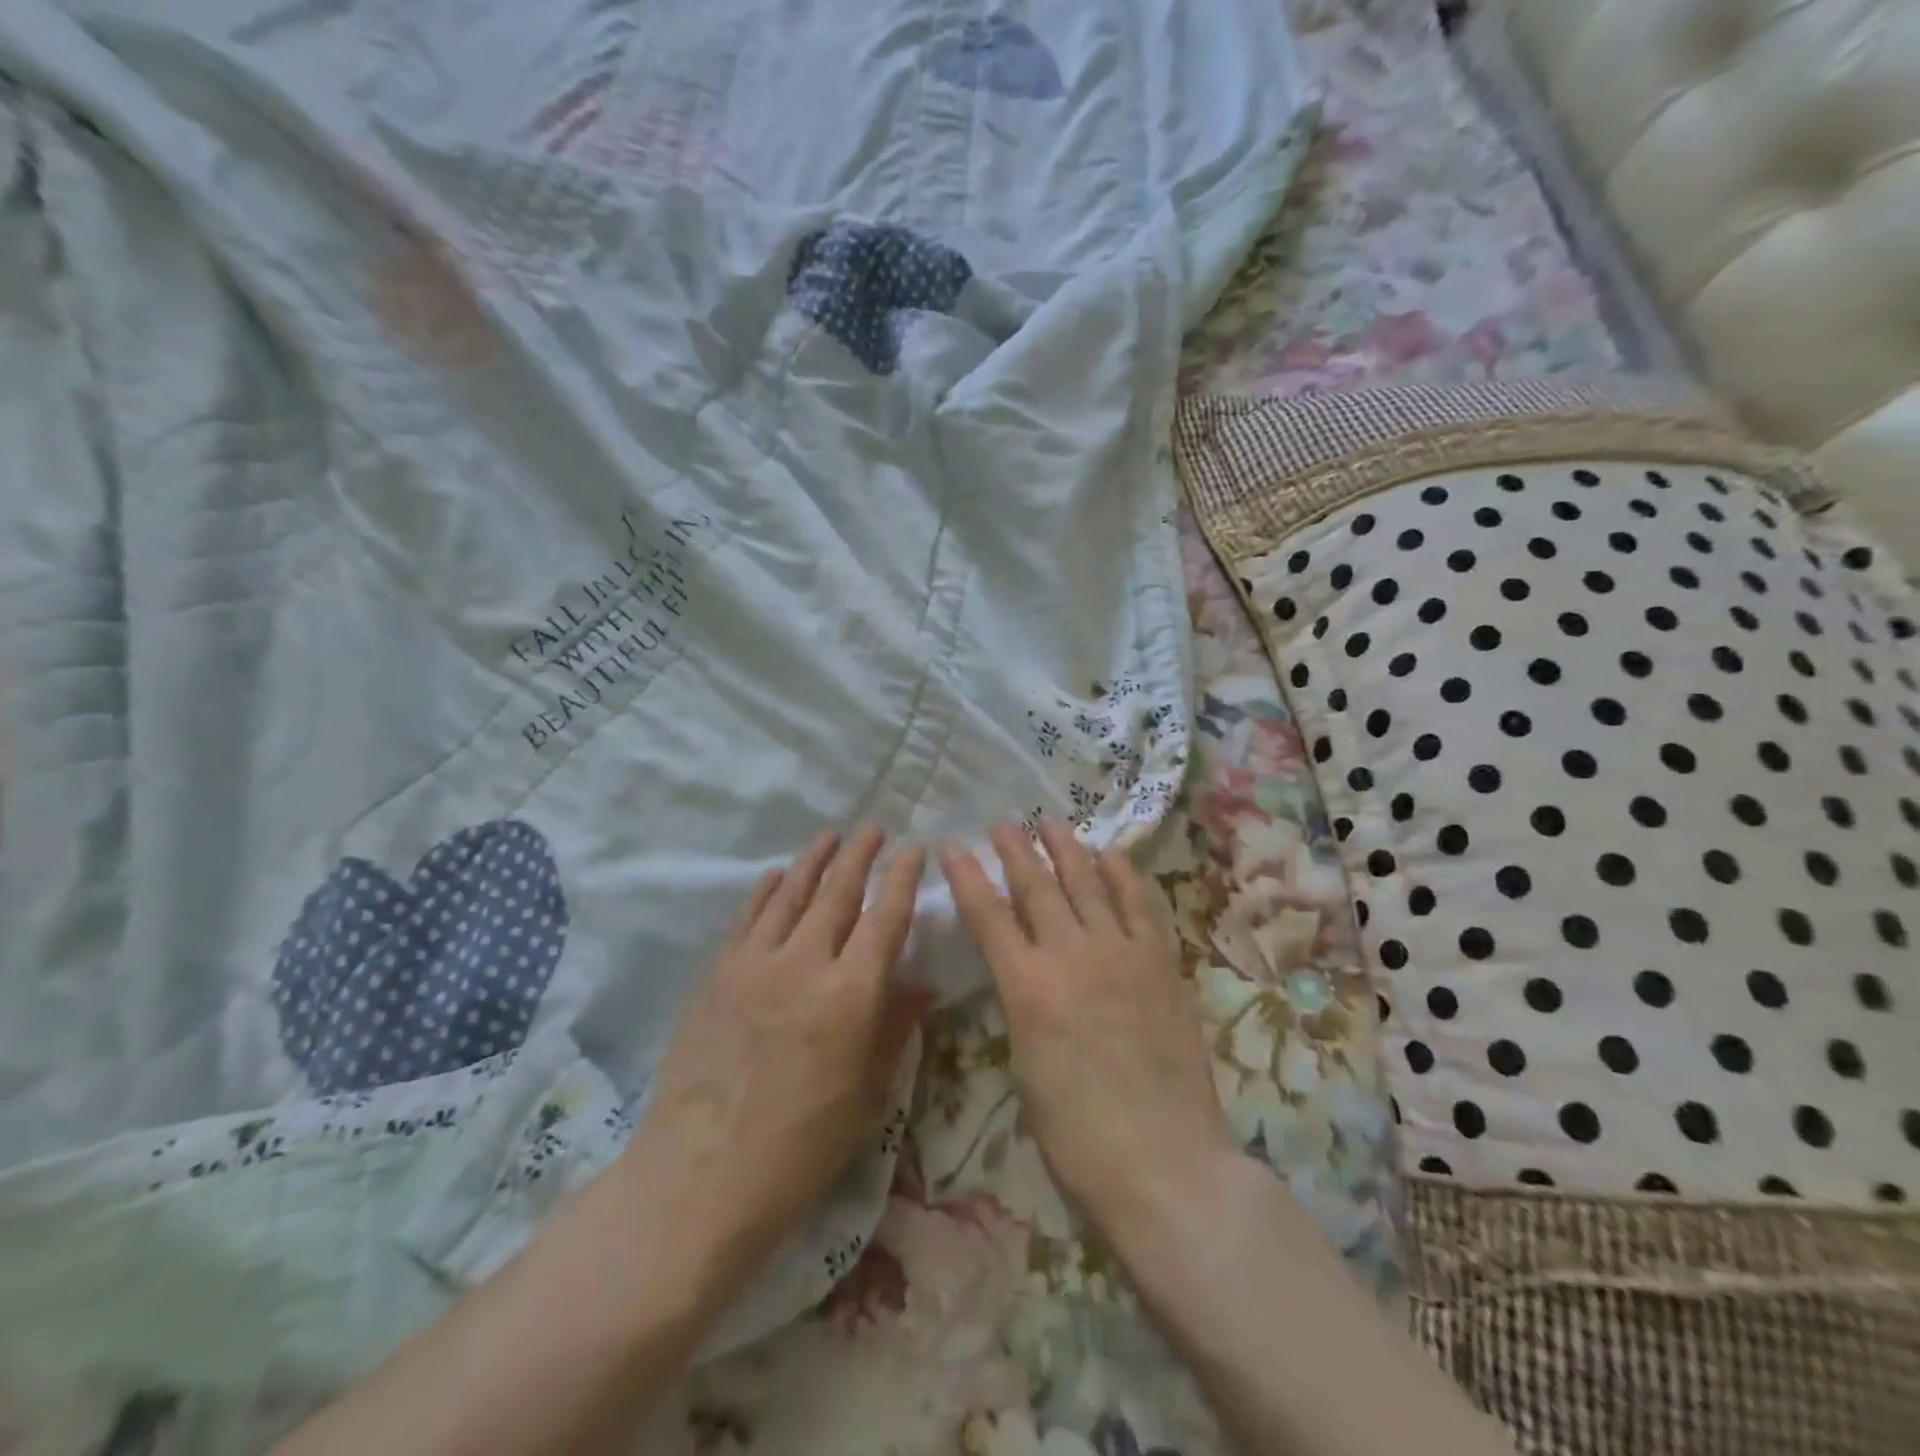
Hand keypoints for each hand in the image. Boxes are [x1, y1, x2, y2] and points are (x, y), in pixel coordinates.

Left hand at [618, 828, 929, 1282]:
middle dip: (860, 855)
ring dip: (814, 860)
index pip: (885, 917)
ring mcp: (755, 964)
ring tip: (830, 835)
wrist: (700, 1176)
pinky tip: (775, 874)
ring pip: (791, 894)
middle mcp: (805, 964)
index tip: (914, 848)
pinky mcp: (718, 975)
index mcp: (851, 995)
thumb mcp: (868, 1095)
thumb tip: (921, 982)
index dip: (902, 878)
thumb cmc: (801, 1148)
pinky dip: (765, 890)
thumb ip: (894, 1028)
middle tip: (874, 828)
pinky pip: (747, 918)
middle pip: (838, 892)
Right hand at [939, 820, 1236, 1243]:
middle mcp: (1072, 955)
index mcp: (1027, 988)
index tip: (953, 845)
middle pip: (1037, 887)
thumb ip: (1023, 1007)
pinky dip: (1123, 875)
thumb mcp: (1026, 1067)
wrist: (1165, 1163)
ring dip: (1067, 849)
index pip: (988, 915)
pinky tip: (1112, 856)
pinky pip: (1140, 905)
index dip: (967, 876)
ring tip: (1052, 823)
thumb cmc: (1078, 1136)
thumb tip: (1025, 975)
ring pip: (1088, 884)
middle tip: (1003, 823)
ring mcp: (1122, 954)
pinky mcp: (1161, 963)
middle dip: (1015, 850)